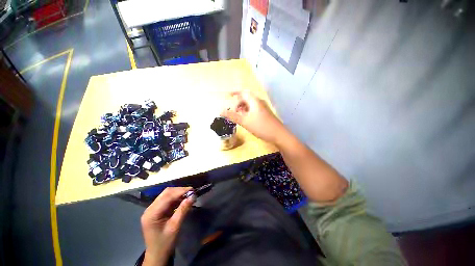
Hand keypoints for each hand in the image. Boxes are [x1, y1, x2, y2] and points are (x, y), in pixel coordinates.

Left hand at [141, 187, 194, 265]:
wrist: (157, 255)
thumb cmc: (165, 243)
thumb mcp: (175, 227)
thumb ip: (183, 210)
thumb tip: (193, 196)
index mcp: (151, 213)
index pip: (167, 196)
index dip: (180, 191)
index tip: (193, 190)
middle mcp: (150, 209)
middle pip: (166, 193)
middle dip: (180, 191)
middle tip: (192, 192)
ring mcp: (152, 209)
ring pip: (167, 195)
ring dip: (178, 194)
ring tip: (189, 195)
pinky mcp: (156, 211)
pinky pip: (167, 200)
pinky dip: (176, 198)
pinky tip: (183, 200)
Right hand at [221, 91, 285, 144]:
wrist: (278, 134)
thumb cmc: (261, 127)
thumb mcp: (245, 121)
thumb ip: (233, 116)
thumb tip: (221, 111)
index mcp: (254, 101)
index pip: (243, 92)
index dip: (235, 93)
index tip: (228, 96)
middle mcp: (259, 102)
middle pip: (247, 98)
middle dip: (239, 102)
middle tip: (233, 110)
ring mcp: (263, 108)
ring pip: (251, 104)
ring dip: (243, 107)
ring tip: (239, 115)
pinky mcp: (265, 113)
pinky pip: (254, 109)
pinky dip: (248, 111)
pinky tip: (247, 119)